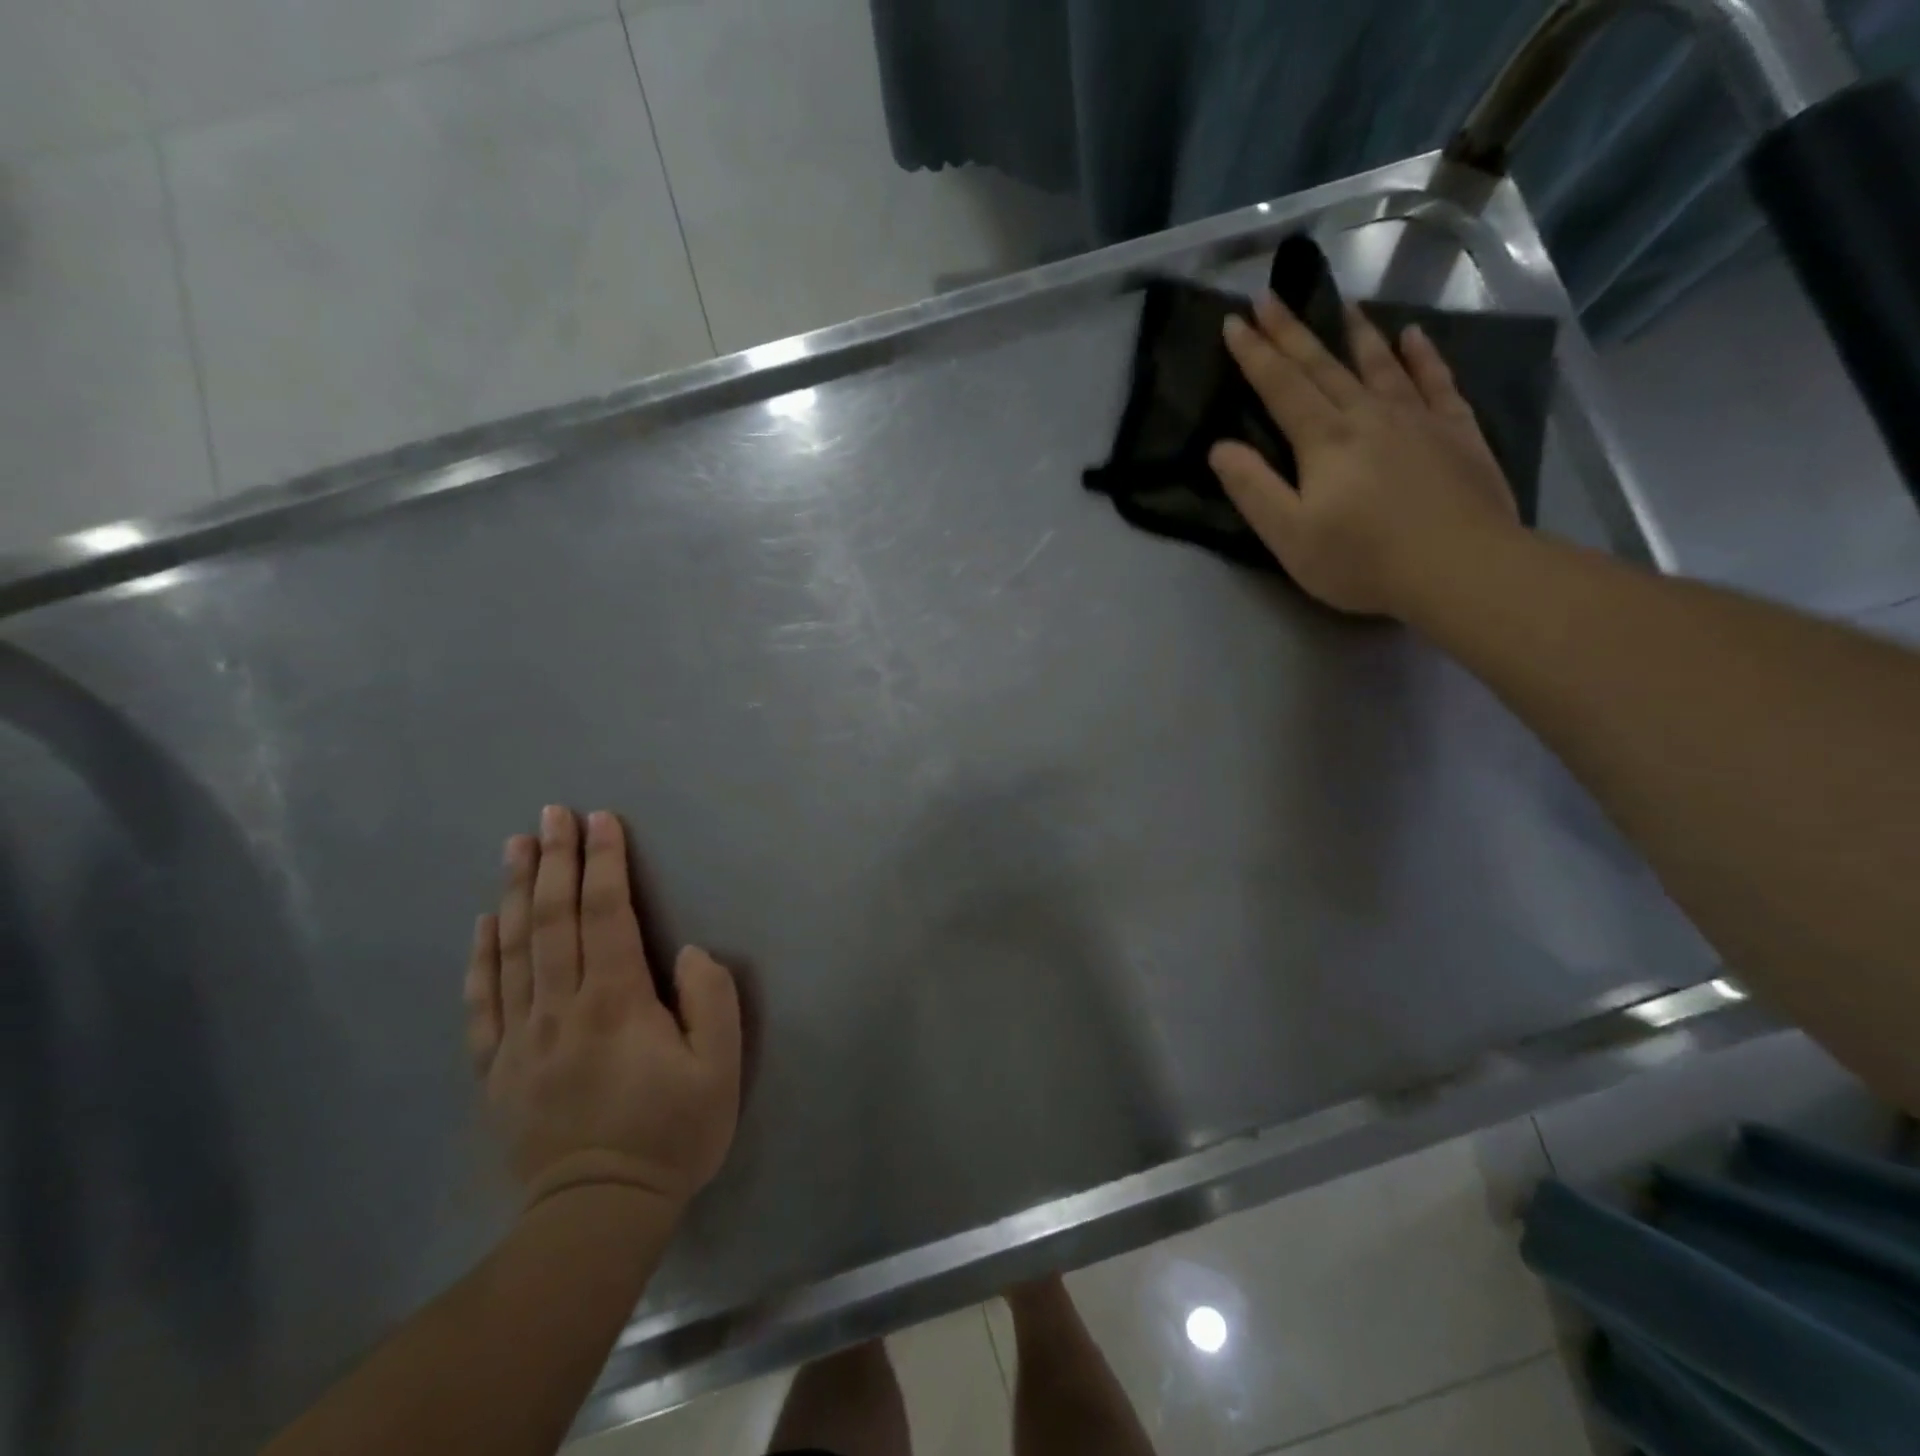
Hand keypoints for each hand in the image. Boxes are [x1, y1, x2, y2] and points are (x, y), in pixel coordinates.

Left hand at [466, 806, 740, 1215]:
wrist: (597, 1213)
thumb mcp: (719, 1068)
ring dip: (514, 891)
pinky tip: (482, 923)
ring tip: (516, 845)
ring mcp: (521, 1037)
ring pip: (513, 949)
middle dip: (555, 860)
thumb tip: (686, 953)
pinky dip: (481, 956)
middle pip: (553, 918)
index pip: (608, 914)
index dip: (604, 862)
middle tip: (552, 813)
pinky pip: (483, 1000)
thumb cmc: (671, 1133)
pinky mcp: (496, 1068)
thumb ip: (711, 999)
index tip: (601, 819)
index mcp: (617, 1001)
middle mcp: (562, 1006)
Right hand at [1210, 293, 1522, 617]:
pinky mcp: (1456, 431)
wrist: (1460, 567)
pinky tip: (1414, 336)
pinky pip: (1436, 380)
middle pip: (1323, 366)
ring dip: (1356, 333)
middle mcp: (1368, 415)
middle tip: (1271, 297)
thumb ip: (1253, 489)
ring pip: (1379, 364)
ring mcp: (1417, 418)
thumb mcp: (1289, 536)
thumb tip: (1220, 448)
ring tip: (1341, 304)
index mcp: (1323, 440)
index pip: (1281, 387)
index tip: (1235, 320)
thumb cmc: (1361, 559)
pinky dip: (1422, 356)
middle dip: (1292, 332)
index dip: (1255, 355)